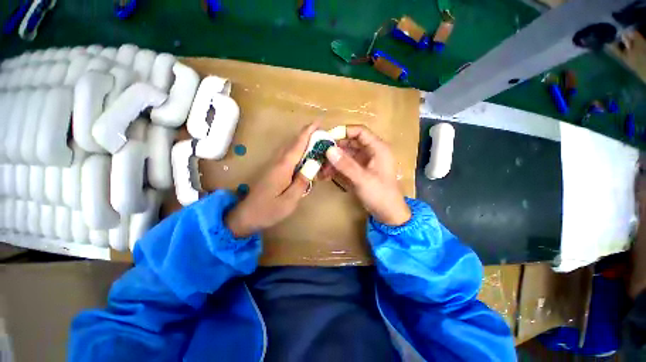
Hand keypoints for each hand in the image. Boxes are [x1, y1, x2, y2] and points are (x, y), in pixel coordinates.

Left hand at [226, 123, 315, 236]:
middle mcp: (278, 162)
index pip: (297, 145)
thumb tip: (314, 165)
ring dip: (303, 143)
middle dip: (307, 135)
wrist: (246, 216)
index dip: (308, 133)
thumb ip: (302, 182)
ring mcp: (274, 165)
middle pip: (294, 143)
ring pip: (290, 149)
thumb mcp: (289, 200)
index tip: (318, 122)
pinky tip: (305, 158)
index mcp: (283, 167)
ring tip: (317, 144)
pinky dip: (298, 153)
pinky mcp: (273, 170)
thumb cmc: (268, 210)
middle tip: (322, 134)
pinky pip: (288, 157)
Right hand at [324, 125, 410, 225]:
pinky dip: (336, 167)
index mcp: (378, 148)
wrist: (388, 213)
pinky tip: (326, 173)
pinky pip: (346, 164)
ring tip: (320, 165)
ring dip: (333, 158)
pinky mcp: (359, 171)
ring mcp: (364, 162)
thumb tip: (329, 150)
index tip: (327, 137)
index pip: (360, 131)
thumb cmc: (380, 195)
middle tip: (319, 152)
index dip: (343, 131)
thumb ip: (346, 165)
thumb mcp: (363, 179)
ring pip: (346, 154)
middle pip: (351, 142)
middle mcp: (371, 152)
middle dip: (335, 147)